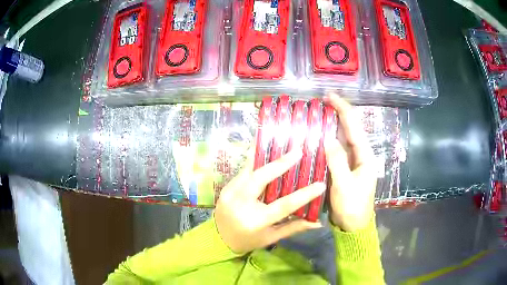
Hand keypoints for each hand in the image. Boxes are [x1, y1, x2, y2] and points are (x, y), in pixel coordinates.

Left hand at [214, 148, 324, 254]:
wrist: (219, 239)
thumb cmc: (248, 240)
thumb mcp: (271, 238)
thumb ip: (293, 227)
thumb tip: (317, 222)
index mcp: (256, 221)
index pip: (283, 205)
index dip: (303, 195)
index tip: (320, 184)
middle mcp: (241, 204)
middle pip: (261, 178)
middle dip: (280, 163)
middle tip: (298, 151)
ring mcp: (230, 193)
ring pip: (250, 170)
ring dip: (266, 157)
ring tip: (282, 144)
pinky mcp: (226, 187)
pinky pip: (243, 171)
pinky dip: (255, 162)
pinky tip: (266, 152)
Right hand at [323, 93, 376, 231]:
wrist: (353, 225)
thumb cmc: (352, 206)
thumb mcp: (344, 186)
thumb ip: (337, 162)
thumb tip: (328, 139)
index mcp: (364, 156)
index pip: (354, 126)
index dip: (343, 109)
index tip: (329, 96)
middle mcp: (359, 155)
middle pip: (349, 129)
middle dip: (336, 114)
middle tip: (319, 104)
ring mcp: (351, 162)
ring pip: (341, 139)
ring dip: (330, 126)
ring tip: (316, 116)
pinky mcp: (343, 169)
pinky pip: (335, 151)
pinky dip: (327, 142)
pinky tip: (316, 138)